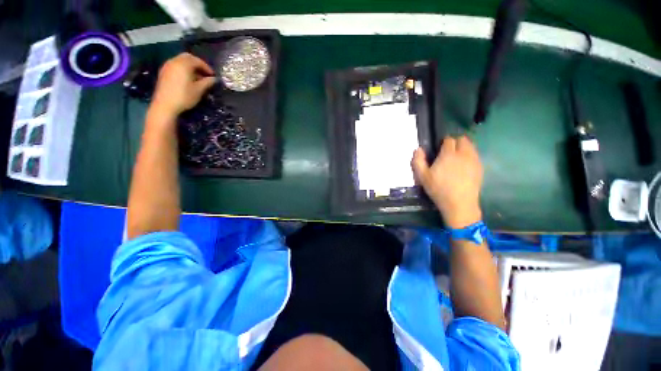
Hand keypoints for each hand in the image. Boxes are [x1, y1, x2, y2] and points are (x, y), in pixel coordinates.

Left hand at [150, 53, 216, 118]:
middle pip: (188, 57)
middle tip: (205, 74)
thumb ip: (207, 82)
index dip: (207, 67)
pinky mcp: (164, 72)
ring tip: (197, 77)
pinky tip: (188, 79)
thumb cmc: (184, 96)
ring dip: (190, 66)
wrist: (165, 105)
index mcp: (183, 64)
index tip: (213, 76)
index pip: (197, 60)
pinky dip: (183, 69)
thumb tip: (215, 79)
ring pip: (181, 61)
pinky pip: (175, 66)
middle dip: (198, 64)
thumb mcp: (199, 90)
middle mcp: (174, 61)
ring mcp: (167, 66)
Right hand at [411, 136, 482, 228]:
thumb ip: (418, 161)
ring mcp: (474, 160)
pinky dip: (470, 155)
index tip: (439, 147)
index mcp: (448, 154)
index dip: (443, 141)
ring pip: (471, 146)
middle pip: (463, 139)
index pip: (449, 140)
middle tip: (448, 151)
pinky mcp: (480, 168)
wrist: (459, 203)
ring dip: (464, 147)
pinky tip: (464, 165)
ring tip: (456, 157)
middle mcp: (463, 154)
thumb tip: (418, 149)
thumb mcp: (422, 177)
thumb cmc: (438, 189)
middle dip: (455, 142)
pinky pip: (475, 155)